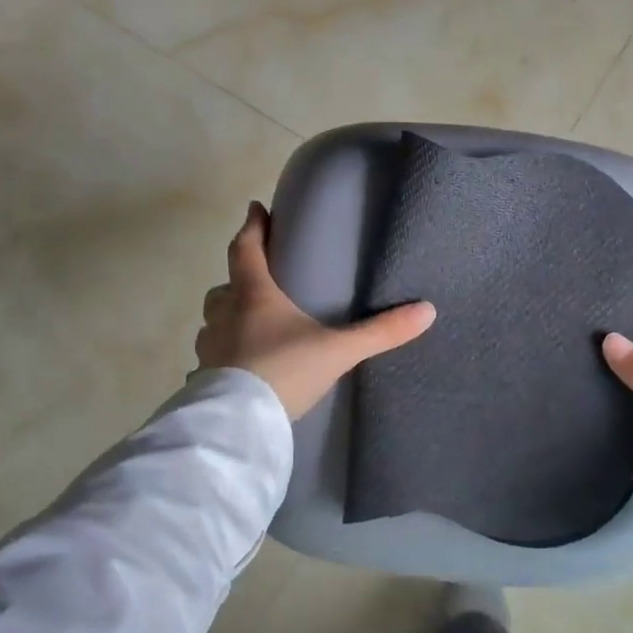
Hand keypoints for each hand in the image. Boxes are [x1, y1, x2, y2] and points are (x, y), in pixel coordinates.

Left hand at [197, 202, 436, 420]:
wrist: (240, 423)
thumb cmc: (284, 372)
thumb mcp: (338, 351)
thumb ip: (380, 332)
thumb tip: (427, 311)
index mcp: (254, 296)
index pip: (246, 249)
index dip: (251, 227)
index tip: (256, 208)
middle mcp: (225, 315)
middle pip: (225, 285)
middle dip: (239, 277)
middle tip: (258, 277)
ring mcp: (210, 347)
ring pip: (214, 320)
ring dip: (228, 315)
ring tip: (249, 323)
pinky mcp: (204, 377)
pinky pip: (212, 355)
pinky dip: (224, 352)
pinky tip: (240, 365)